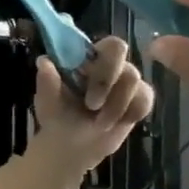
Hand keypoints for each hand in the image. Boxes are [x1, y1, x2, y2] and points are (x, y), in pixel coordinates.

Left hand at [28, 36, 155, 175]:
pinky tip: (116, 124)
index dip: (98, 57)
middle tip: (92, 105)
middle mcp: (109, 63)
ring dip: (115, 105)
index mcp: (86, 58)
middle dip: (105, 80)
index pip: (103, 42)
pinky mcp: (139, 99)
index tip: (85, 77)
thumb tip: (44, 61)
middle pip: (120, 52)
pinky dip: (130, 113)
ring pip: (133, 79)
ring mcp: (126, 80)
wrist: (72, 147)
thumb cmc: (58, 116)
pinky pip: (145, 99)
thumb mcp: (47, 101)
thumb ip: (47, 81)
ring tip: (100, 124)